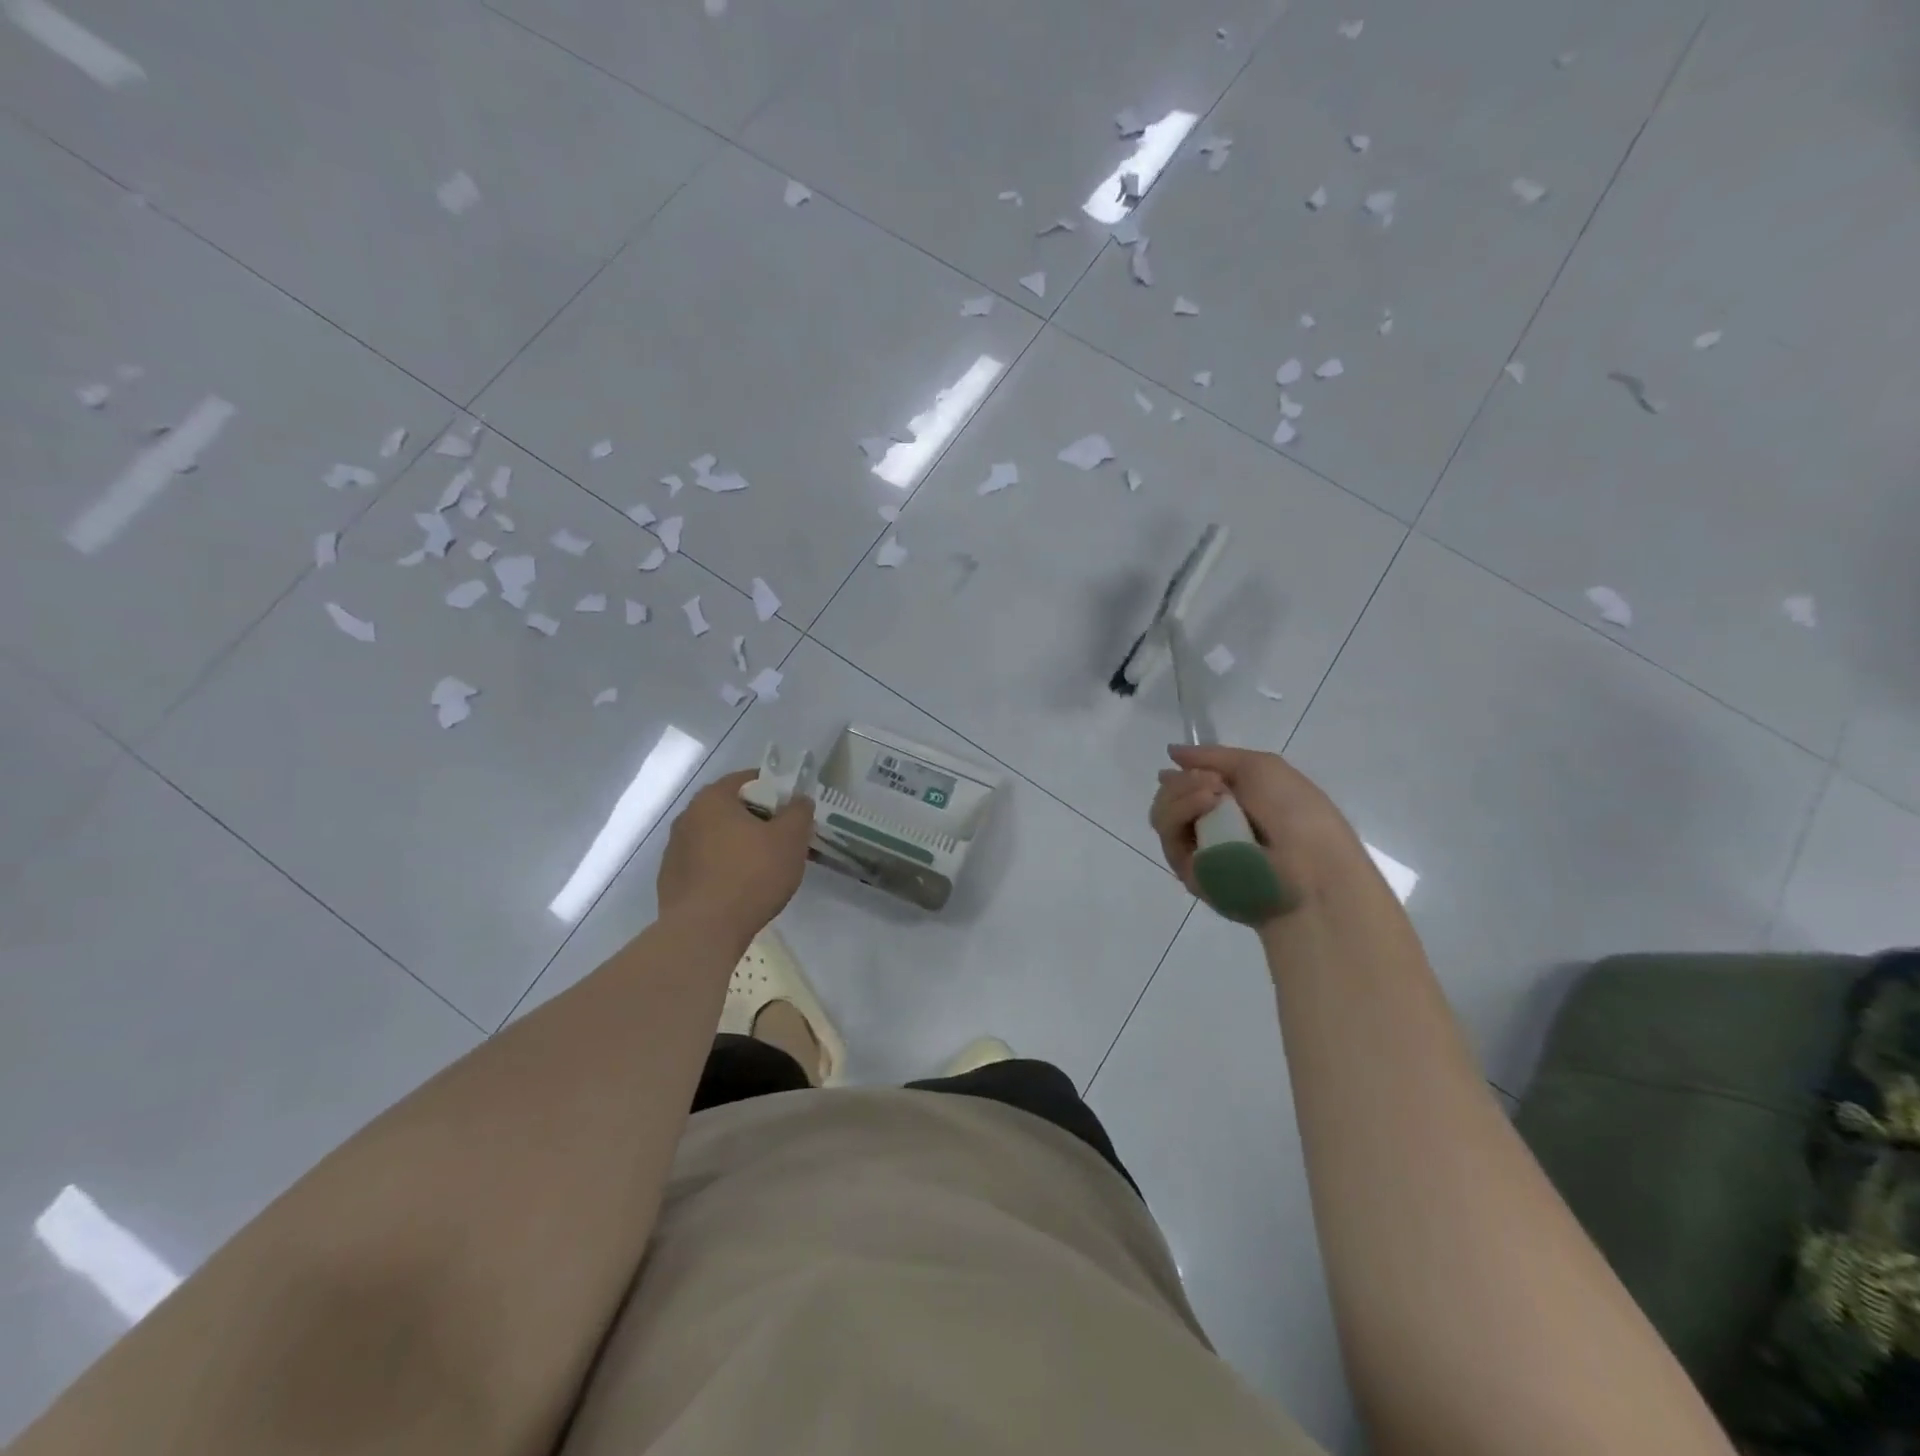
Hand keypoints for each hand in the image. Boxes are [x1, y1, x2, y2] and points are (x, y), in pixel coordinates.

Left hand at [657, 771, 813, 942]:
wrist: (704, 932)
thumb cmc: (751, 875)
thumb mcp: (791, 838)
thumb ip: (799, 812)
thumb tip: (799, 801)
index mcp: (712, 798)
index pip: (749, 780)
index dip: (777, 792)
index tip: (794, 813)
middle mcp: (687, 817)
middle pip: (733, 810)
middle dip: (760, 822)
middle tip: (785, 842)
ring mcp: (674, 850)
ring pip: (718, 839)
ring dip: (741, 847)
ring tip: (765, 871)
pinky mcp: (671, 881)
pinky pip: (706, 866)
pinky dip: (724, 870)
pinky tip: (741, 891)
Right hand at [1150, 744, 1363, 904]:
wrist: (1311, 868)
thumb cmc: (1296, 812)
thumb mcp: (1261, 767)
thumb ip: (1213, 756)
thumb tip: (1171, 752)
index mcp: (1234, 805)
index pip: (1190, 785)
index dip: (1185, 772)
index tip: (1182, 762)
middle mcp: (1211, 826)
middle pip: (1170, 796)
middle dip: (1183, 779)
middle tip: (1211, 780)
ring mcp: (1197, 849)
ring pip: (1163, 813)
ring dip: (1181, 792)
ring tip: (1211, 791)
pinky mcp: (1186, 870)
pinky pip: (1168, 834)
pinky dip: (1180, 810)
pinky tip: (1205, 804)